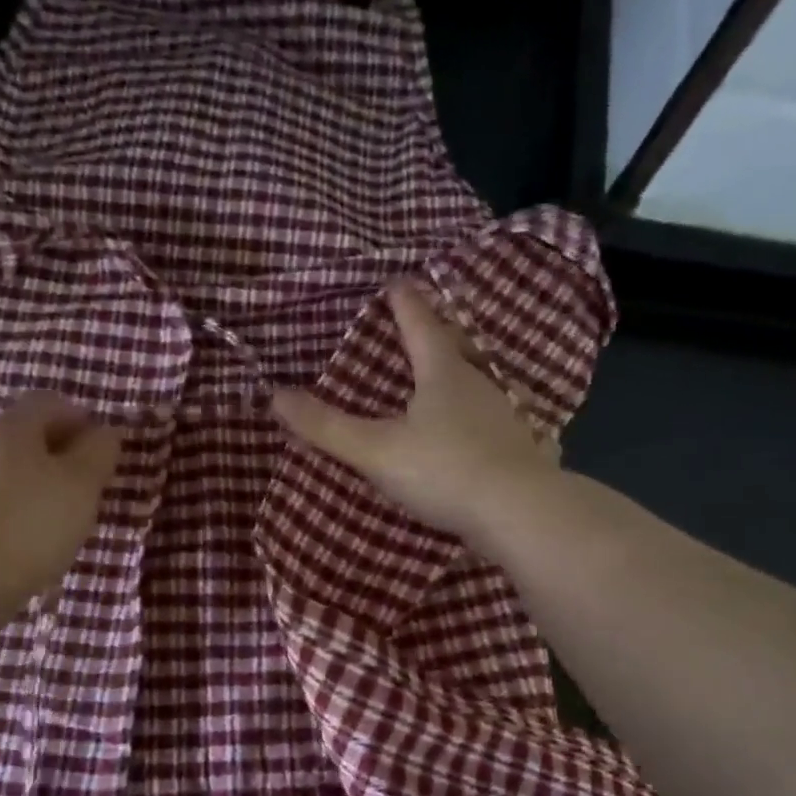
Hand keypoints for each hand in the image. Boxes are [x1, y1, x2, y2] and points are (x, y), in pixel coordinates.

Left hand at [0, 392, 122, 613]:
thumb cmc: (32, 523)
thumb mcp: (81, 484)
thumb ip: (99, 451)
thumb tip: (105, 431)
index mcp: (11, 425)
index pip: (51, 402)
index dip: (82, 420)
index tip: (104, 454)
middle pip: (29, 435)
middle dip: (63, 455)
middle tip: (90, 488)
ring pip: (12, 469)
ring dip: (41, 484)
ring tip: (64, 519)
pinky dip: (18, 509)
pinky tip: (32, 539)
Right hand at [271, 281, 555, 544]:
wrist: (521, 514)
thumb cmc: (444, 469)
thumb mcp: (376, 450)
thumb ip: (327, 427)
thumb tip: (275, 396)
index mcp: (443, 374)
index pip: (420, 326)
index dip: (404, 304)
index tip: (396, 282)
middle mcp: (477, 386)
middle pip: (454, 350)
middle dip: (435, 335)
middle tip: (419, 326)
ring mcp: (503, 417)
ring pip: (475, 385)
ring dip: (455, 377)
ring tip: (439, 380)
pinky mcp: (517, 450)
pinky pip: (489, 421)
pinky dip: (474, 417)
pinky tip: (471, 433)